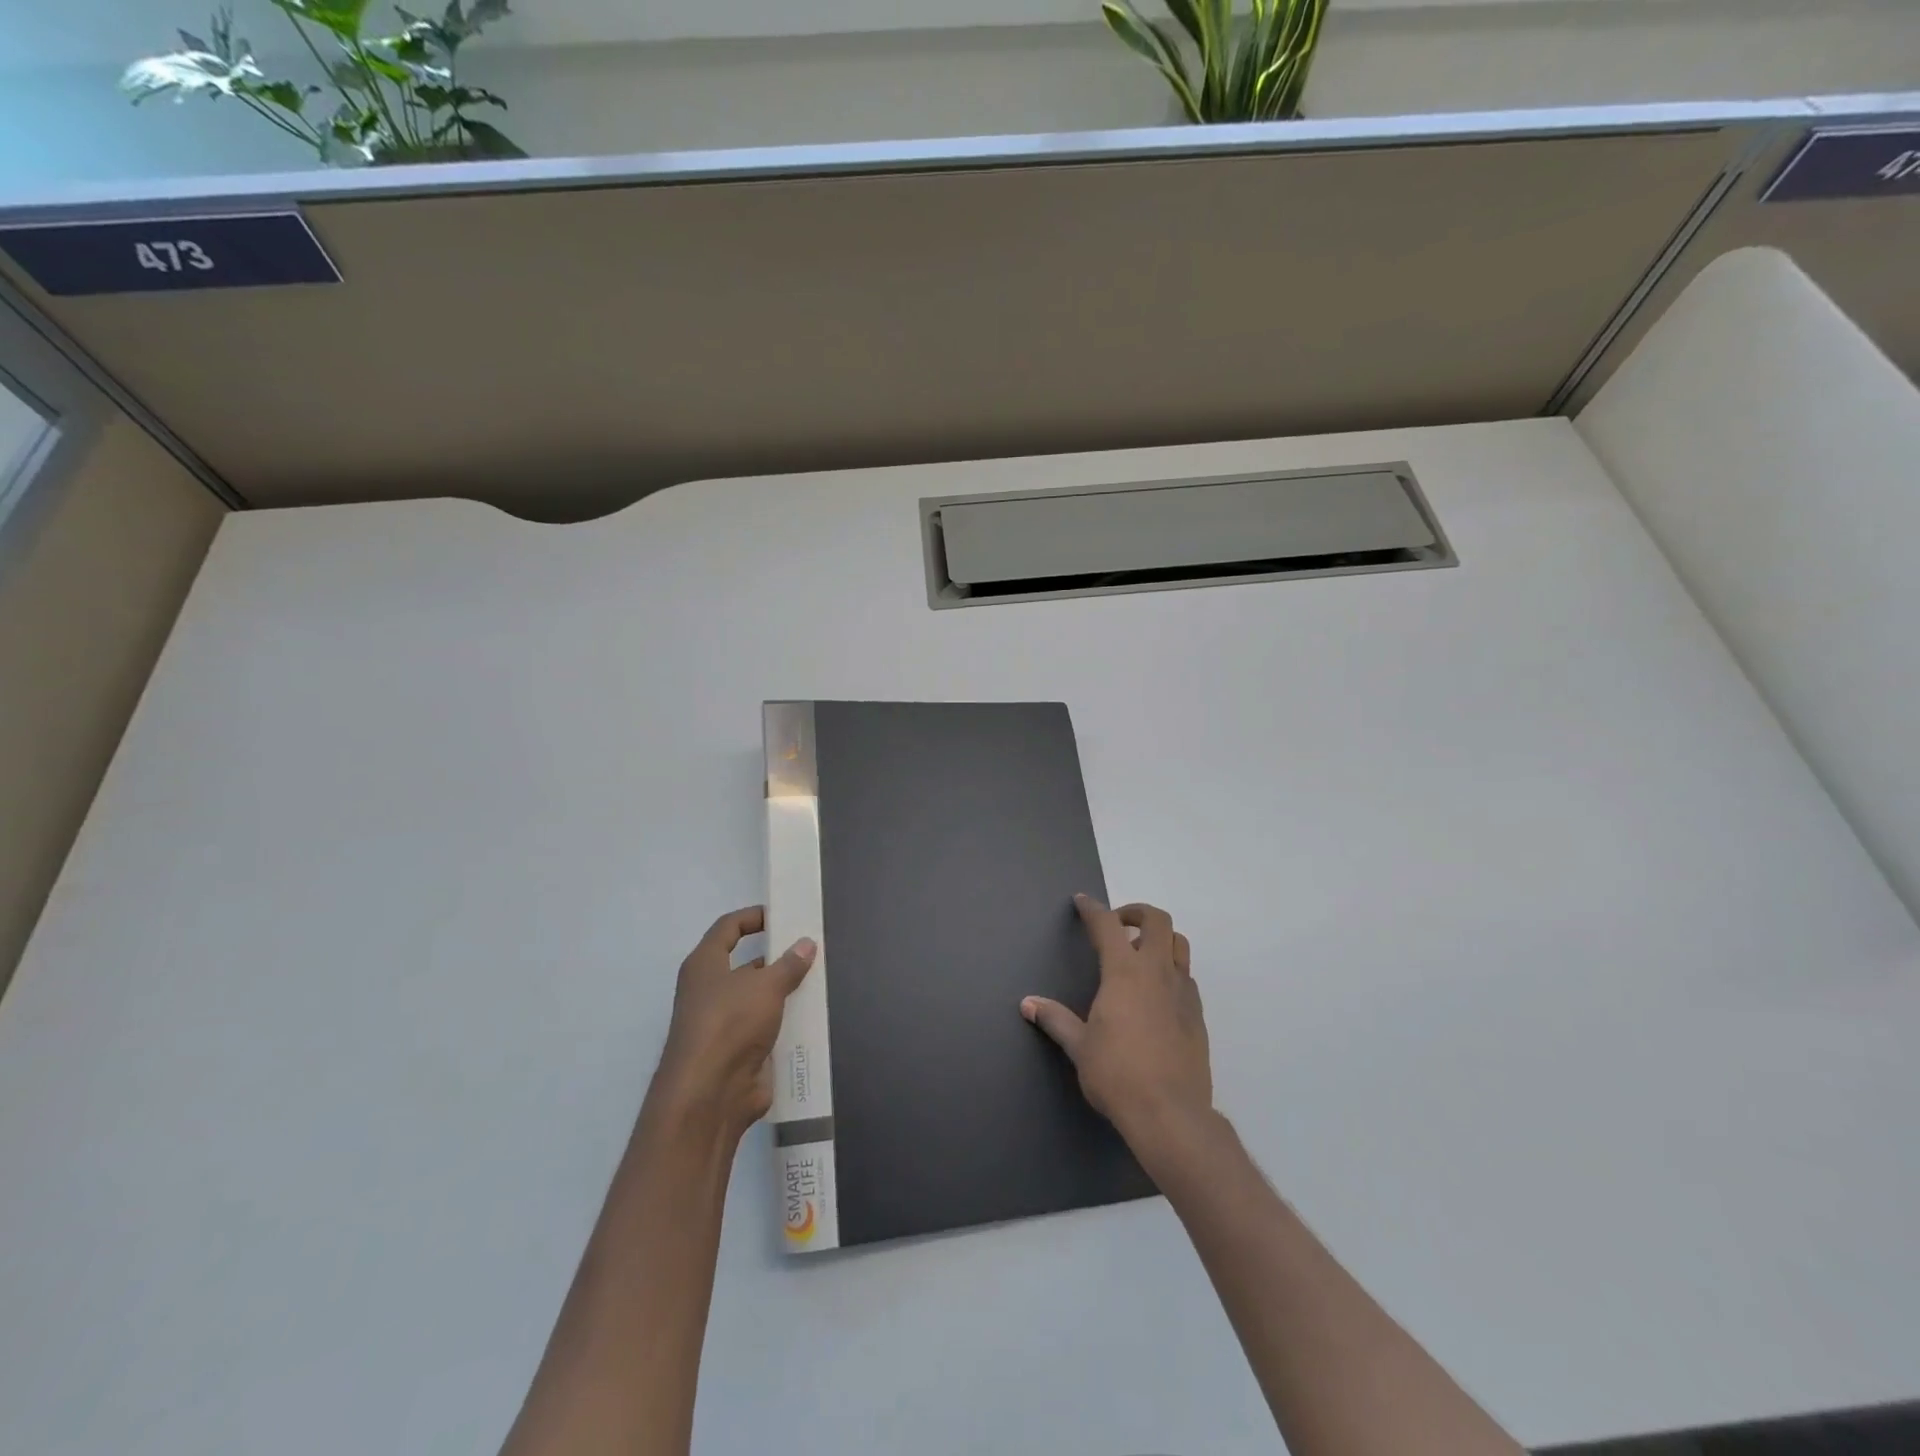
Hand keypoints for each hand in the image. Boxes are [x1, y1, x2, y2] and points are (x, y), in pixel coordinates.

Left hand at [650, 907, 815, 1141]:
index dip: (754, 917)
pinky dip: (786, 1022)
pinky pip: (766, 1028)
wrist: (710, 1095)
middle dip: (778, 958)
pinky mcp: (738, 1052)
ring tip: (821, 981)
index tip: (784, 915)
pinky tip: (815, 1017)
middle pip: (746, 964)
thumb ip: (789, 964)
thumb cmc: (730, 1024)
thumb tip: (806, 943)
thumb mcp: (766, 986)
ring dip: (785, 992)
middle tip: (813, 950)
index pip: (728, 928)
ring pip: (759, 998)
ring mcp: (723, 1024)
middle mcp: (709, 991)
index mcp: (705, 965)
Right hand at [1022, 895, 1212, 1162]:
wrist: (1171, 1114)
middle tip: (1118, 924)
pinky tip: (1156, 993)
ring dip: (1159, 938)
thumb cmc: (1117, 1074)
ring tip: (1140, 954)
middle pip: (1157, 920)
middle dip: (1135, 912)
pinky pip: (1186, 975)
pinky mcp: (1197, 1014)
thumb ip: (1055, 1019)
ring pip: (1179, 943)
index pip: (1107, 925)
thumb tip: (1028, 1004)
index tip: (1082, 901)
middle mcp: (1157, 972)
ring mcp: (1182, 991)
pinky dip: (1171, 969)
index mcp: (1124, 972)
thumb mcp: (1079, 1047)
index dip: (1092, 908)